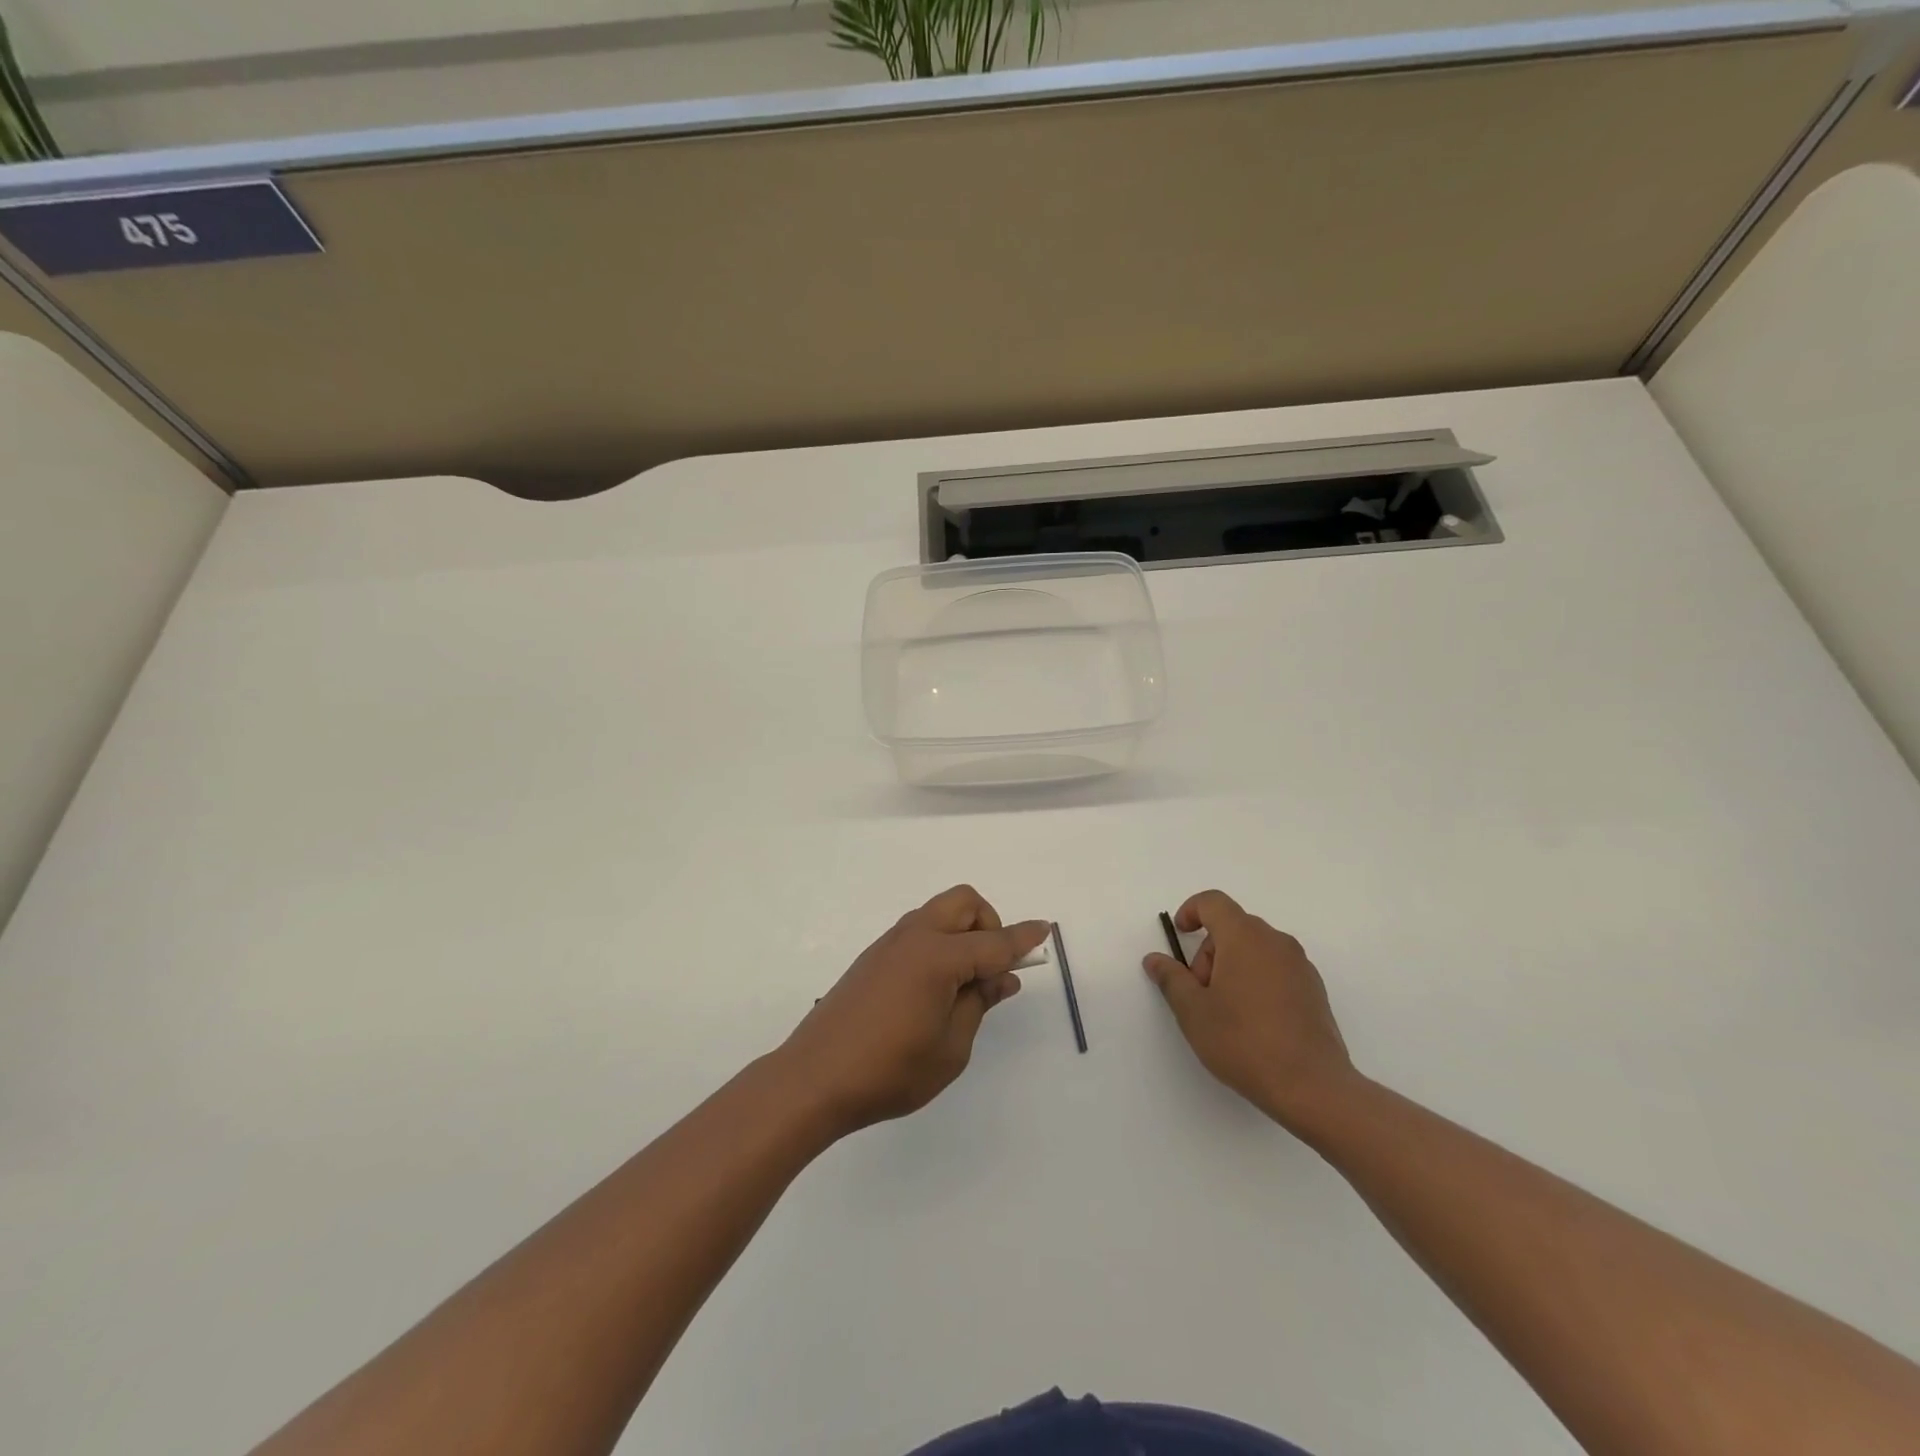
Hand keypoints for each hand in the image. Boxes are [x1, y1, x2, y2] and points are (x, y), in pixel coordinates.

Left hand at [779, 886, 1049, 1136]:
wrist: (814, 1079)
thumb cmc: (890, 1071)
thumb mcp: (950, 1048)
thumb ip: (979, 1004)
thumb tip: (1001, 976)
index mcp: (938, 957)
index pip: (994, 942)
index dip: (1023, 938)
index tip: (1045, 929)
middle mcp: (914, 937)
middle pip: (964, 903)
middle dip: (989, 923)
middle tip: (991, 970)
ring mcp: (889, 944)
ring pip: (938, 913)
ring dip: (962, 932)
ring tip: (964, 984)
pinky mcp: (873, 957)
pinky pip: (918, 931)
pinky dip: (938, 942)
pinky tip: (934, 988)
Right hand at [1143, 890, 1355, 1128]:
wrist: (1312, 1087)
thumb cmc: (1244, 1042)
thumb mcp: (1193, 1011)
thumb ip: (1171, 979)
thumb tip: (1155, 959)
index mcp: (1244, 937)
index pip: (1213, 902)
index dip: (1191, 911)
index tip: (1181, 935)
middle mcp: (1275, 942)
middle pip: (1233, 928)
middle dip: (1209, 952)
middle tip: (1200, 993)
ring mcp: (1300, 965)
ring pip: (1255, 949)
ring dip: (1233, 967)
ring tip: (1226, 1012)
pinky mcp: (1314, 989)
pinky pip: (1276, 968)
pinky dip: (1257, 980)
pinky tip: (1254, 1022)